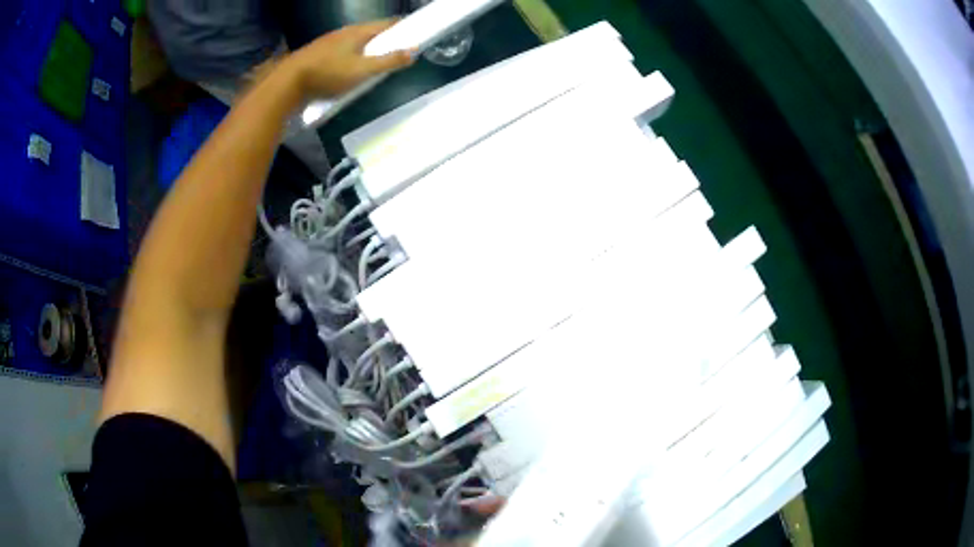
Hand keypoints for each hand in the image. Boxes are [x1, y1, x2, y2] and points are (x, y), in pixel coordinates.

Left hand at [285, 19, 415, 99]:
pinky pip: (342, 52)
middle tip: (396, 49)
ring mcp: (329, 43)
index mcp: (357, 32)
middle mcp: (344, 33)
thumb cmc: (328, 73)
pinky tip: (350, 68)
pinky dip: (352, 56)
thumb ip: (388, 61)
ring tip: (375, 60)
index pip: (386, 24)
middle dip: (384, 39)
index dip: (402, 27)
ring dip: (367, 48)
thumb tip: (414, 51)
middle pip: (370, 32)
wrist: (289, 83)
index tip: (414, 33)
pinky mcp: (318, 55)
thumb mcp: (362, 70)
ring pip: (355, 42)